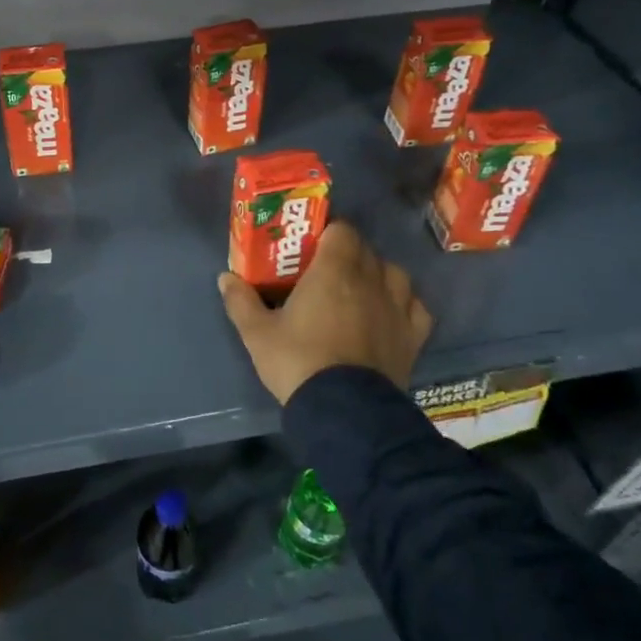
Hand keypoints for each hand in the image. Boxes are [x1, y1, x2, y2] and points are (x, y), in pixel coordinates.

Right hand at [219, 220, 431, 405]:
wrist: (345, 410)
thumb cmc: (298, 362)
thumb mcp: (257, 334)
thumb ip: (241, 301)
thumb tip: (225, 277)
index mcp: (334, 270)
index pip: (341, 230)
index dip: (328, 231)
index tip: (311, 245)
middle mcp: (370, 280)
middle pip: (365, 248)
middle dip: (347, 251)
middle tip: (325, 268)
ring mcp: (397, 307)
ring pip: (393, 273)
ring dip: (377, 273)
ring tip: (359, 288)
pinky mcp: (413, 336)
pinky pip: (414, 306)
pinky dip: (403, 303)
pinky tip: (389, 312)